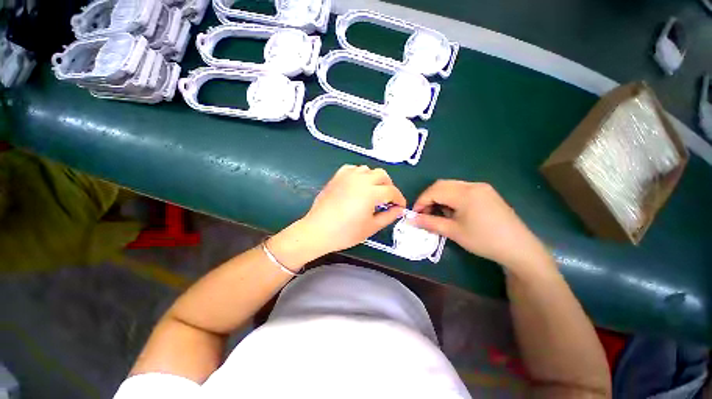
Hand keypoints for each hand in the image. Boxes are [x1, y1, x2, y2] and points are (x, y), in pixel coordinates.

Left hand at [296, 165, 406, 255]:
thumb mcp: (371, 227)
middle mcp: (360, 180)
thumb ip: (388, 216)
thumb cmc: (345, 233)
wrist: (318, 230)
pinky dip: (359, 175)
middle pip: (382, 175)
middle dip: (389, 186)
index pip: (392, 191)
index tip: (400, 206)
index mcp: (371, 192)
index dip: (399, 199)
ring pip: (368, 169)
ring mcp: (347, 176)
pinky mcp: (337, 177)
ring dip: (374, 179)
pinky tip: (357, 185)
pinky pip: (353, 169)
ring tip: (372, 192)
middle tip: (387, 199)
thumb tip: (399, 210)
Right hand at [412, 180, 550, 271]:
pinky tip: (453, 211)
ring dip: (439, 197)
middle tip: (424, 214)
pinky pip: (461, 190)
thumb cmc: (484, 240)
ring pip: (451, 186)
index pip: (434, 191)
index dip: (421, 202)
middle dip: (429, 198)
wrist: (519, 248)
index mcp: (464, 193)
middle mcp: (472, 185)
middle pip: (441, 185)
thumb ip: (429, 223)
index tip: (415, 215)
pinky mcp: (486, 193)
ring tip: (438, 213)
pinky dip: (451, 197)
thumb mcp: (453, 232)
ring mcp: (481, 188)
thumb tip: (410, 220)